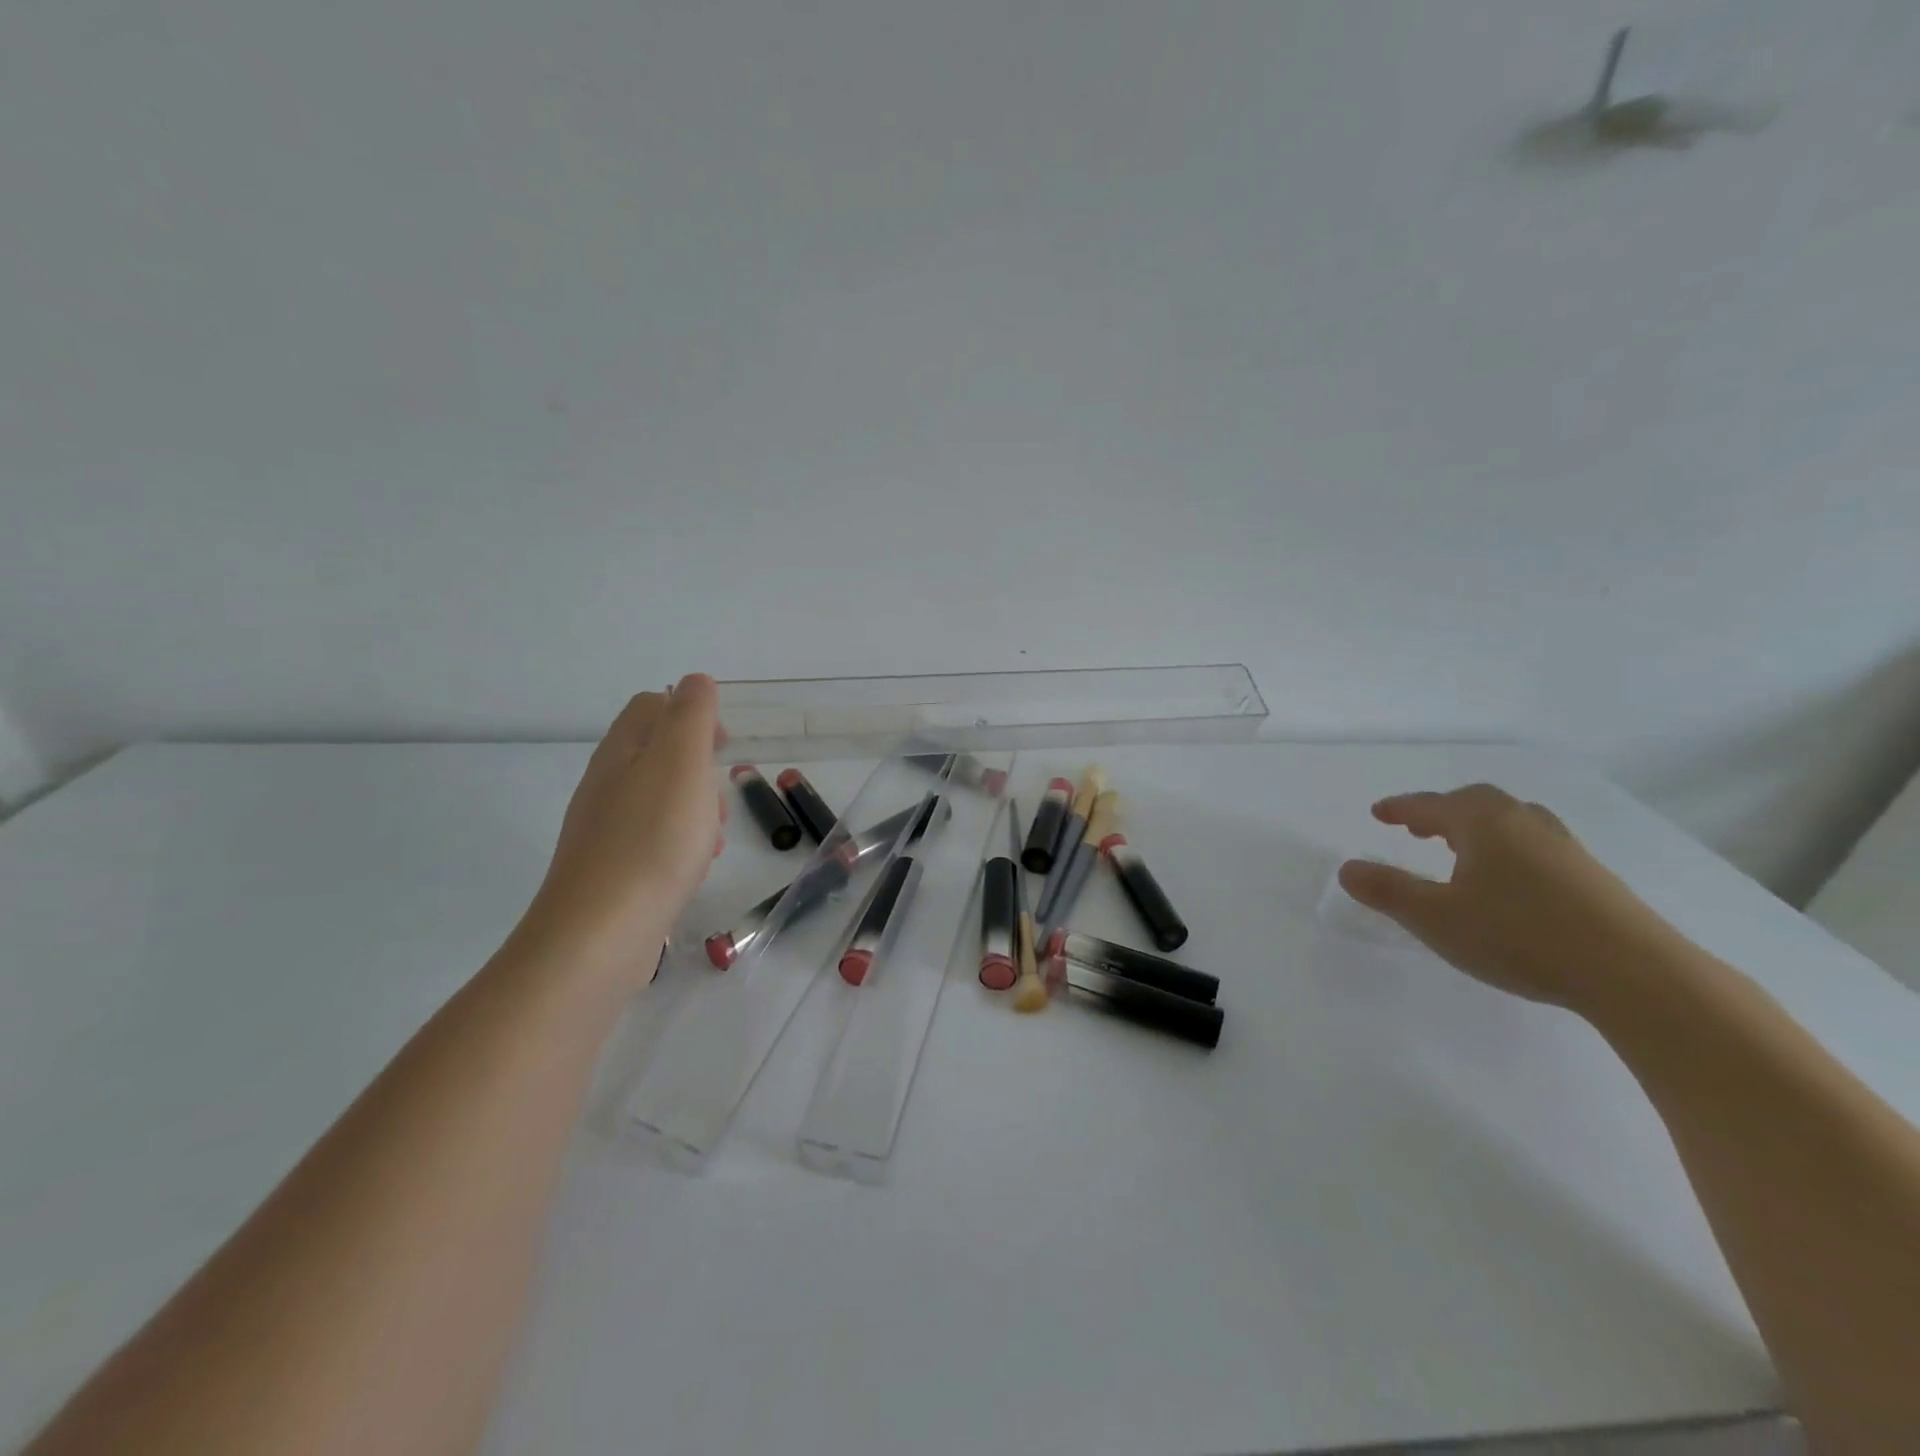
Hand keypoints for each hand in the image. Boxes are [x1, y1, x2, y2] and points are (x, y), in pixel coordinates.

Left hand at [522, 675, 725, 977]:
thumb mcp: (681, 762)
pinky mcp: (609, 869)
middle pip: (655, 754)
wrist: (601, 933)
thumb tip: (695, 681)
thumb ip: (691, 715)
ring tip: (712, 838)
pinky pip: (652, 838)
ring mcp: (603, 829)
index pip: (651, 706)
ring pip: (657, 799)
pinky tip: (692, 867)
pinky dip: (679, 842)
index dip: (692, 714)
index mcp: (622, 751)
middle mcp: (605, 784)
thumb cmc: (653, 839)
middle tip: (720, 797)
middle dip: (698, 767)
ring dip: (694, 808)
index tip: (724, 745)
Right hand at [1338, 784, 1676, 1012]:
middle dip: (1439, 812)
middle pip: (1475, 803)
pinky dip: (1505, 848)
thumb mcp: (1436, 918)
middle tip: (1416, 828)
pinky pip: (1533, 844)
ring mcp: (1564, 848)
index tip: (1378, 812)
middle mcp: (1524, 823)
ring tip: (1458, 849)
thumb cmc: (1520, 936)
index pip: (1431, 805)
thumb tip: (1347, 868)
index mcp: (1484, 823)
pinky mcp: (1591, 876)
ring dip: (1475, 828)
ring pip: (1509, 821)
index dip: (1400, 808)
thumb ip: (1388, 891)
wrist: (1636, 975)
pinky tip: (1506, 880)